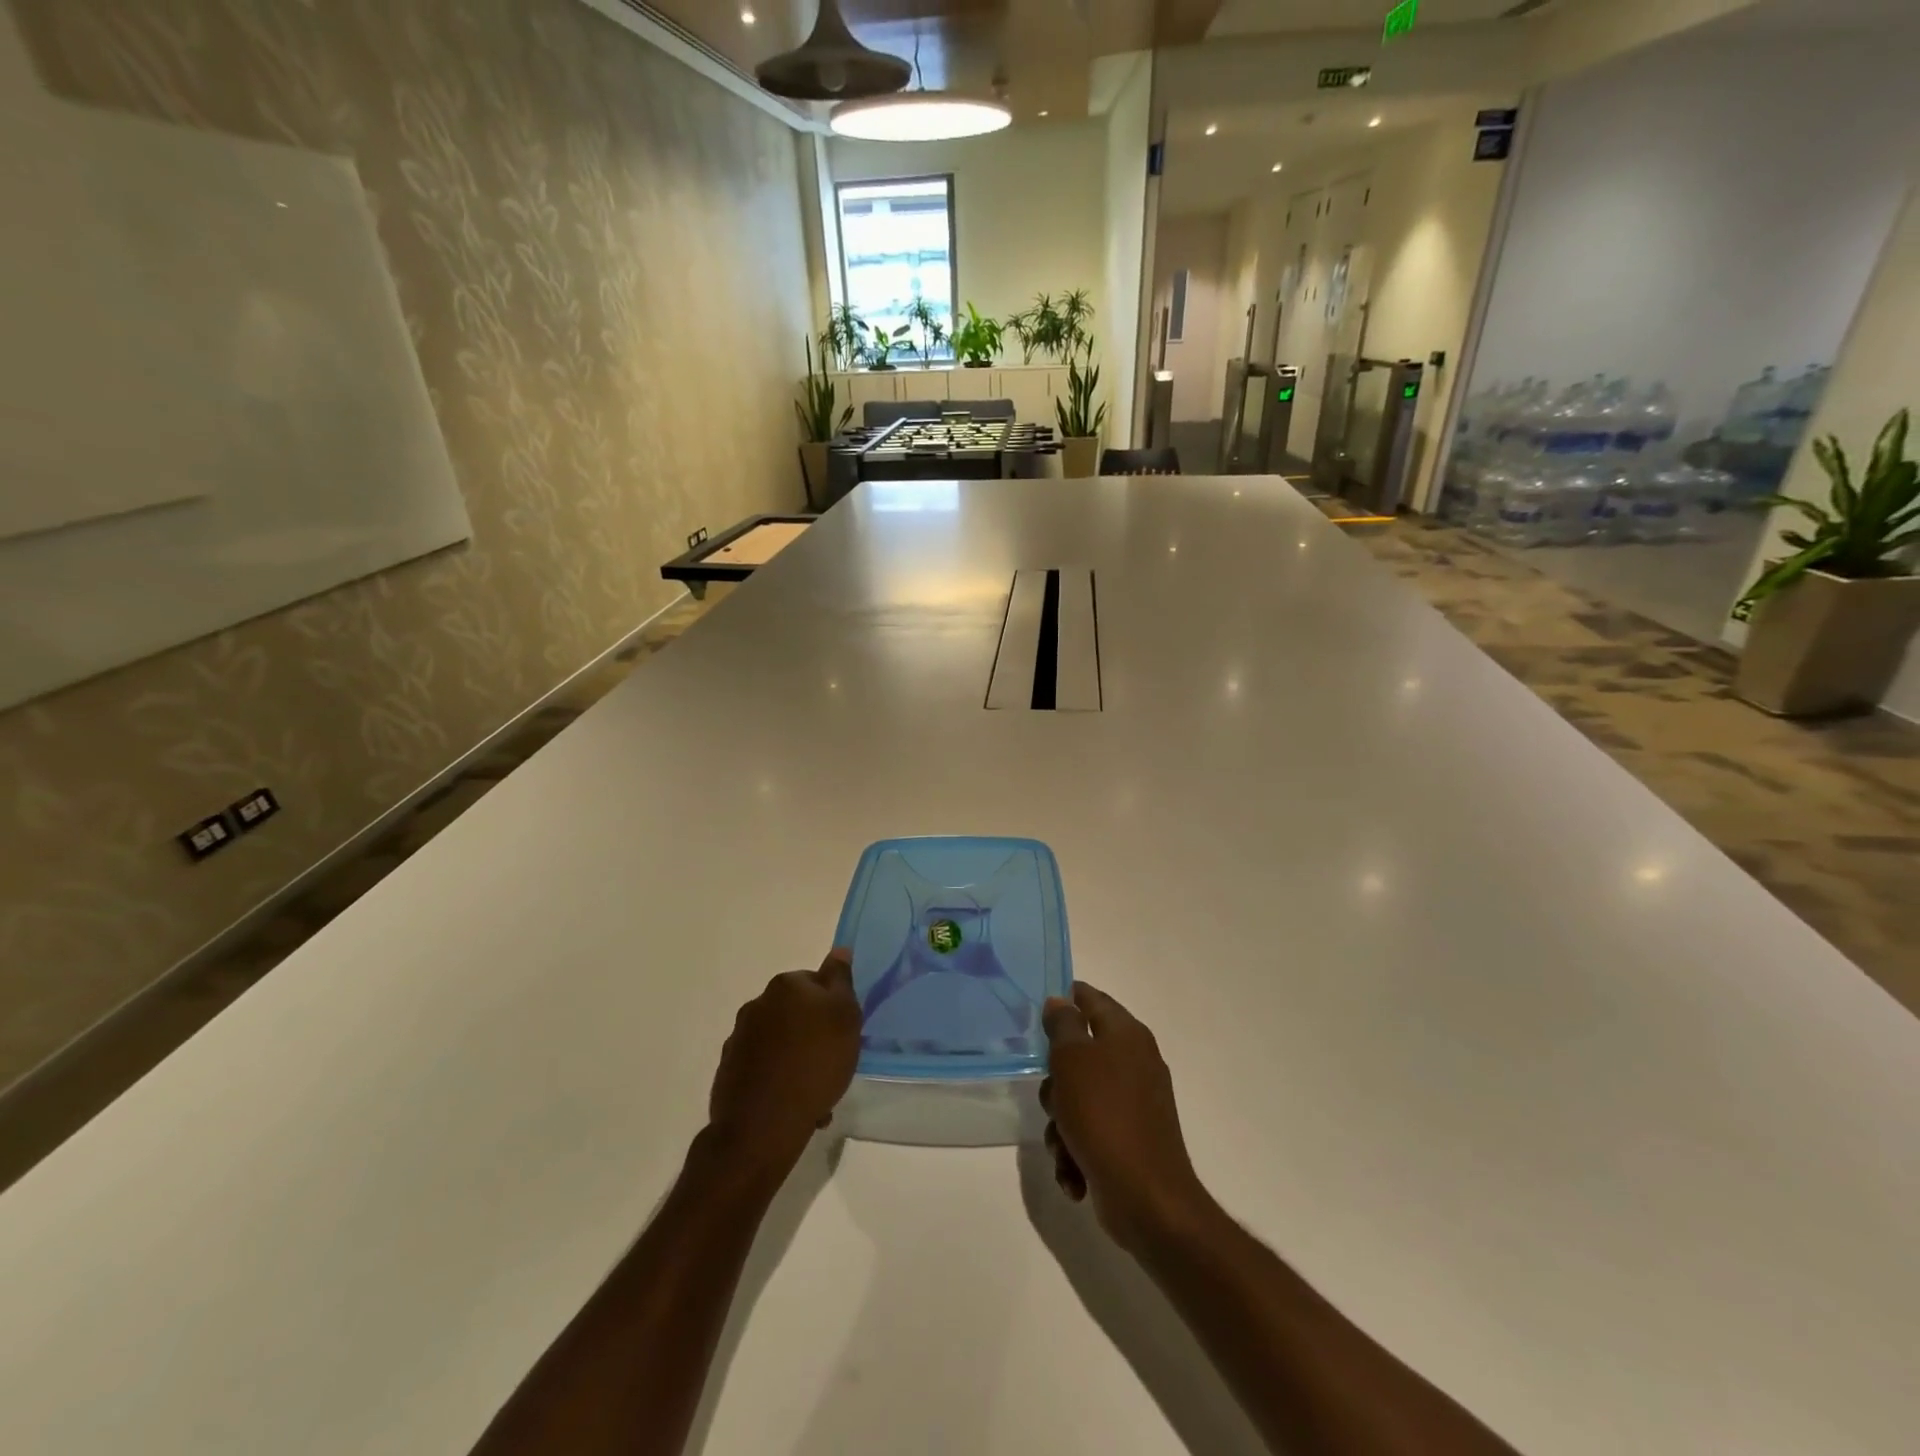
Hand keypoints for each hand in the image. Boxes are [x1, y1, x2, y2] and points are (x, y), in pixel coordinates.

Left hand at [707, 950, 861, 1182]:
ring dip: (796, 1059)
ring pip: (779, 1042)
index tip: (843, 1032)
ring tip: (815, 1094)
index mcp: (786, 986)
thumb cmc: (815, 1063)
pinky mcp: (729, 1071)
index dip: (832, 1006)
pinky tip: (792, 1105)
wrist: (764, 1124)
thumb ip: (841, 980)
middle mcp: (757, 1004)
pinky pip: (762, 1068)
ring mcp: (739, 1038)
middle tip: (832, 1063)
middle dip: (812, 1033)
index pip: (816, 982)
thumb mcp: (844, 1016)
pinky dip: (777, 1080)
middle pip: (795, 1012)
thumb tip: (839, 950)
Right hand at [1041, 983, 1207, 1253]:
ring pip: (1079, 1098)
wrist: (1146, 1198)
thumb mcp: (1072, 1059)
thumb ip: (1062, 1025)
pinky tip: (1073, 1174)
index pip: (1092, 999)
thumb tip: (1060, 1001)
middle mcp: (1134, 1063)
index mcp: (1127, 1035)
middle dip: (1056, 1081)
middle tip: (1053, 1096)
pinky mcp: (1130, 1141)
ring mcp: (1135, 1104)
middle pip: (1080, 1055)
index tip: (1039, 1011)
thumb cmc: (1103, 1115)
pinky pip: (1090, 1133)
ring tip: (1063, 1146)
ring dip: (1061, 1124)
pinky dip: (1076, 1151)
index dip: (1066, 998)